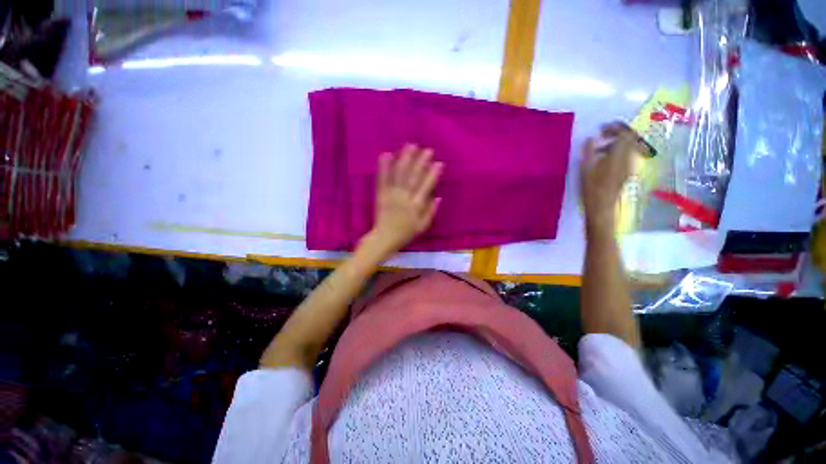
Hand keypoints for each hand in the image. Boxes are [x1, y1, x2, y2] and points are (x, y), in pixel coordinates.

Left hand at [365, 144, 442, 255]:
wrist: (384, 238)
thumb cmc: (405, 233)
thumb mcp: (422, 227)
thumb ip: (431, 211)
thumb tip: (438, 197)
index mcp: (416, 206)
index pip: (426, 186)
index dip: (433, 174)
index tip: (439, 163)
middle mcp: (405, 197)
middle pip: (414, 177)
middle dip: (421, 162)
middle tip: (427, 150)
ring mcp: (392, 195)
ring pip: (400, 174)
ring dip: (405, 159)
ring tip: (410, 146)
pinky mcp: (381, 194)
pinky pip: (383, 179)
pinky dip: (384, 167)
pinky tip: (386, 154)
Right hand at [580, 122, 642, 234]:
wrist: (602, 206)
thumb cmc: (591, 188)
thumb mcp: (585, 168)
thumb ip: (589, 151)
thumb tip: (591, 138)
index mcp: (619, 154)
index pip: (624, 134)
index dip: (615, 128)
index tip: (603, 128)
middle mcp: (629, 157)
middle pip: (630, 139)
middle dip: (618, 133)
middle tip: (604, 134)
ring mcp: (630, 165)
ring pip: (628, 147)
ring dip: (617, 143)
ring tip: (601, 147)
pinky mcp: (627, 172)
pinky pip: (626, 156)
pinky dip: (617, 152)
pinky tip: (605, 158)